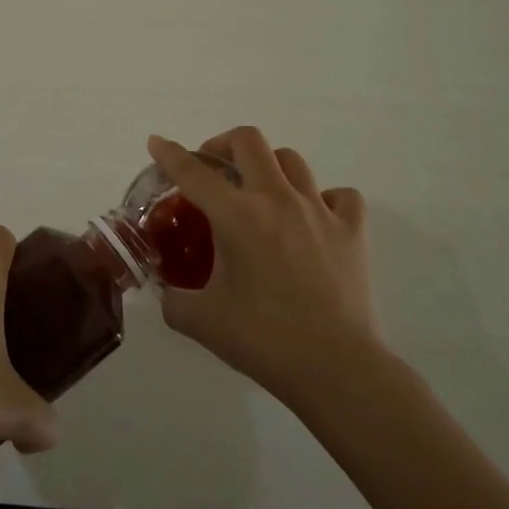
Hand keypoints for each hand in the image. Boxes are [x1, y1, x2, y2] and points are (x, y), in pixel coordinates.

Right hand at [147, 128, 383, 407]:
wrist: (335, 368)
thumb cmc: (263, 340)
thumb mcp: (201, 321)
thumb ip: (173, 299)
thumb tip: (166, 290)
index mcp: (236, 216)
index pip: (193, 172)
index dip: (169, 153)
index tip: (156, 143)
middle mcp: (277, 200)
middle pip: (248, 141)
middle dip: (222, 144)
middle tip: (213, 168)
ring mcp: (319, 211)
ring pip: (291, 160)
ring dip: (268, 165)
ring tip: (259, 190)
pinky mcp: (352, 230)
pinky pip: (339, 195)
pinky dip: (323, 198)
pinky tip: (313, 218)